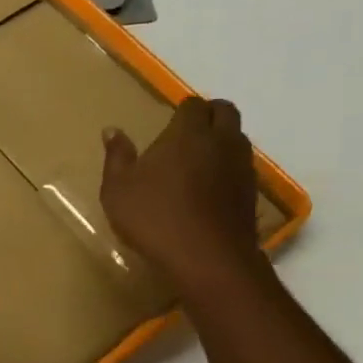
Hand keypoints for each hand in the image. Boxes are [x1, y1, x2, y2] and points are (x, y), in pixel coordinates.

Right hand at [100, 97, 270, 309]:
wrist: (207, 258)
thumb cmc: (155, 217)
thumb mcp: (118, 189)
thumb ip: (117, 157)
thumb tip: (112, 130)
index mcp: (188, 133)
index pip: (193, 104)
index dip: (182, 111)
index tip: (168, 124)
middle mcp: (220, 141)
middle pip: (225, 111)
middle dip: (209, 115)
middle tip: (187, 134)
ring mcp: (241, 166)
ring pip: (237, 138)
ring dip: (222, 141)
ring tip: (198, 161)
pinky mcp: (251, 192)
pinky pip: (242, 166)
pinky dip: (228, 168)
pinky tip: (210, 189)